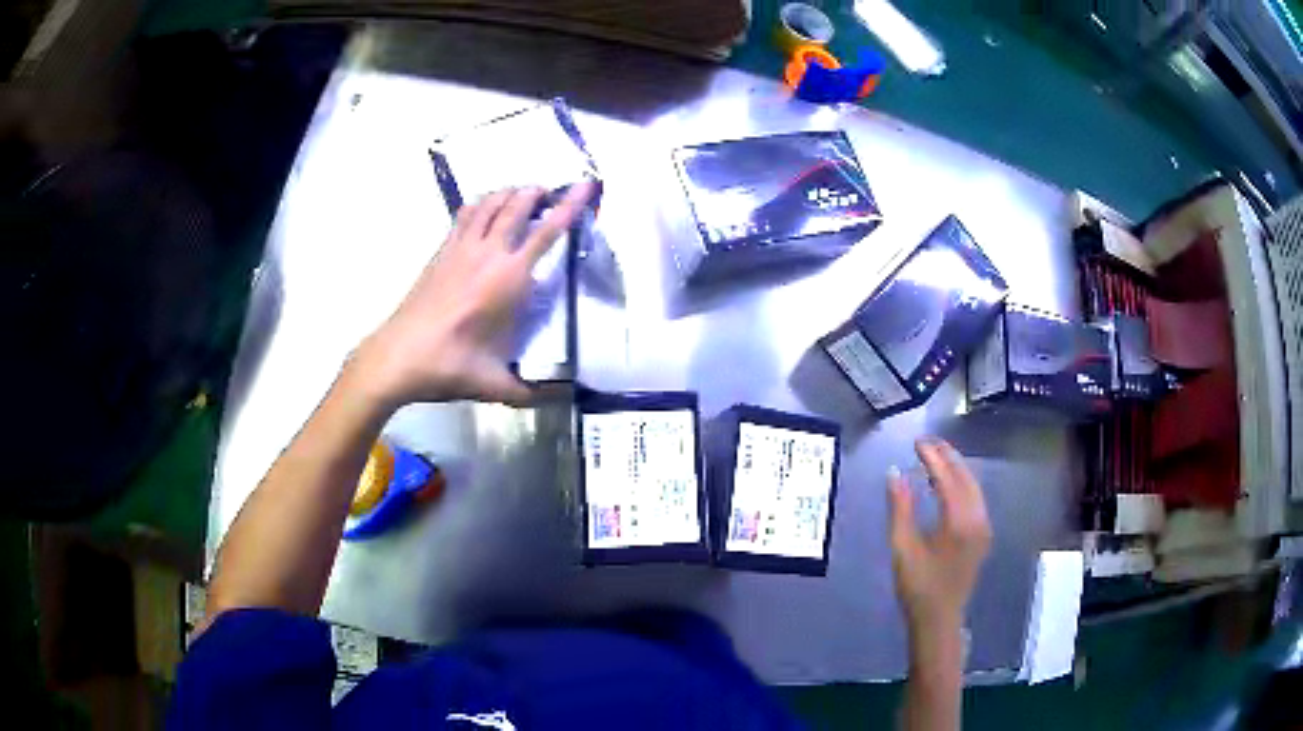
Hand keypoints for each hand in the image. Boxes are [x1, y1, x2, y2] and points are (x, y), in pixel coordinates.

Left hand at [350, 183, 593, 407]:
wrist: (398, 357)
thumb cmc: (450, 367)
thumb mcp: (498, 385)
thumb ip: (534, 391)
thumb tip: (564, 397)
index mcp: (510, 279)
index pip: (547, 232)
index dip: (570, 206)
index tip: (585, 185)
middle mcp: (488, 254)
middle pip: (517, 206)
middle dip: (538, 193)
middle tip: (552, 192)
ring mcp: (460, 249)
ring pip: (490, 204)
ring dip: (510, 193)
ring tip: (523, 194)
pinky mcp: (440, 253)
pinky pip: (464, 216)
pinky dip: (481, 204)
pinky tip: (485, 209)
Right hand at [888, 438, 991, 630]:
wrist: (939, 618)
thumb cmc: (917, 586)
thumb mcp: (902, 547)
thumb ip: (900, 508)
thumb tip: (896, 473)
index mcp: (957, 521)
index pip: (946, 477)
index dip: (932, 457)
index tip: (916, 442)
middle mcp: (977, 518)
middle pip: (965, 476)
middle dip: (947, 456)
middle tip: (927, 442)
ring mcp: (983, 526)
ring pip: (973, 486)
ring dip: (956, 468)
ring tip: (936, 456)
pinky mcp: (982, 534)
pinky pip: (975, 498)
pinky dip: (961, 484)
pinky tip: (946, 484)